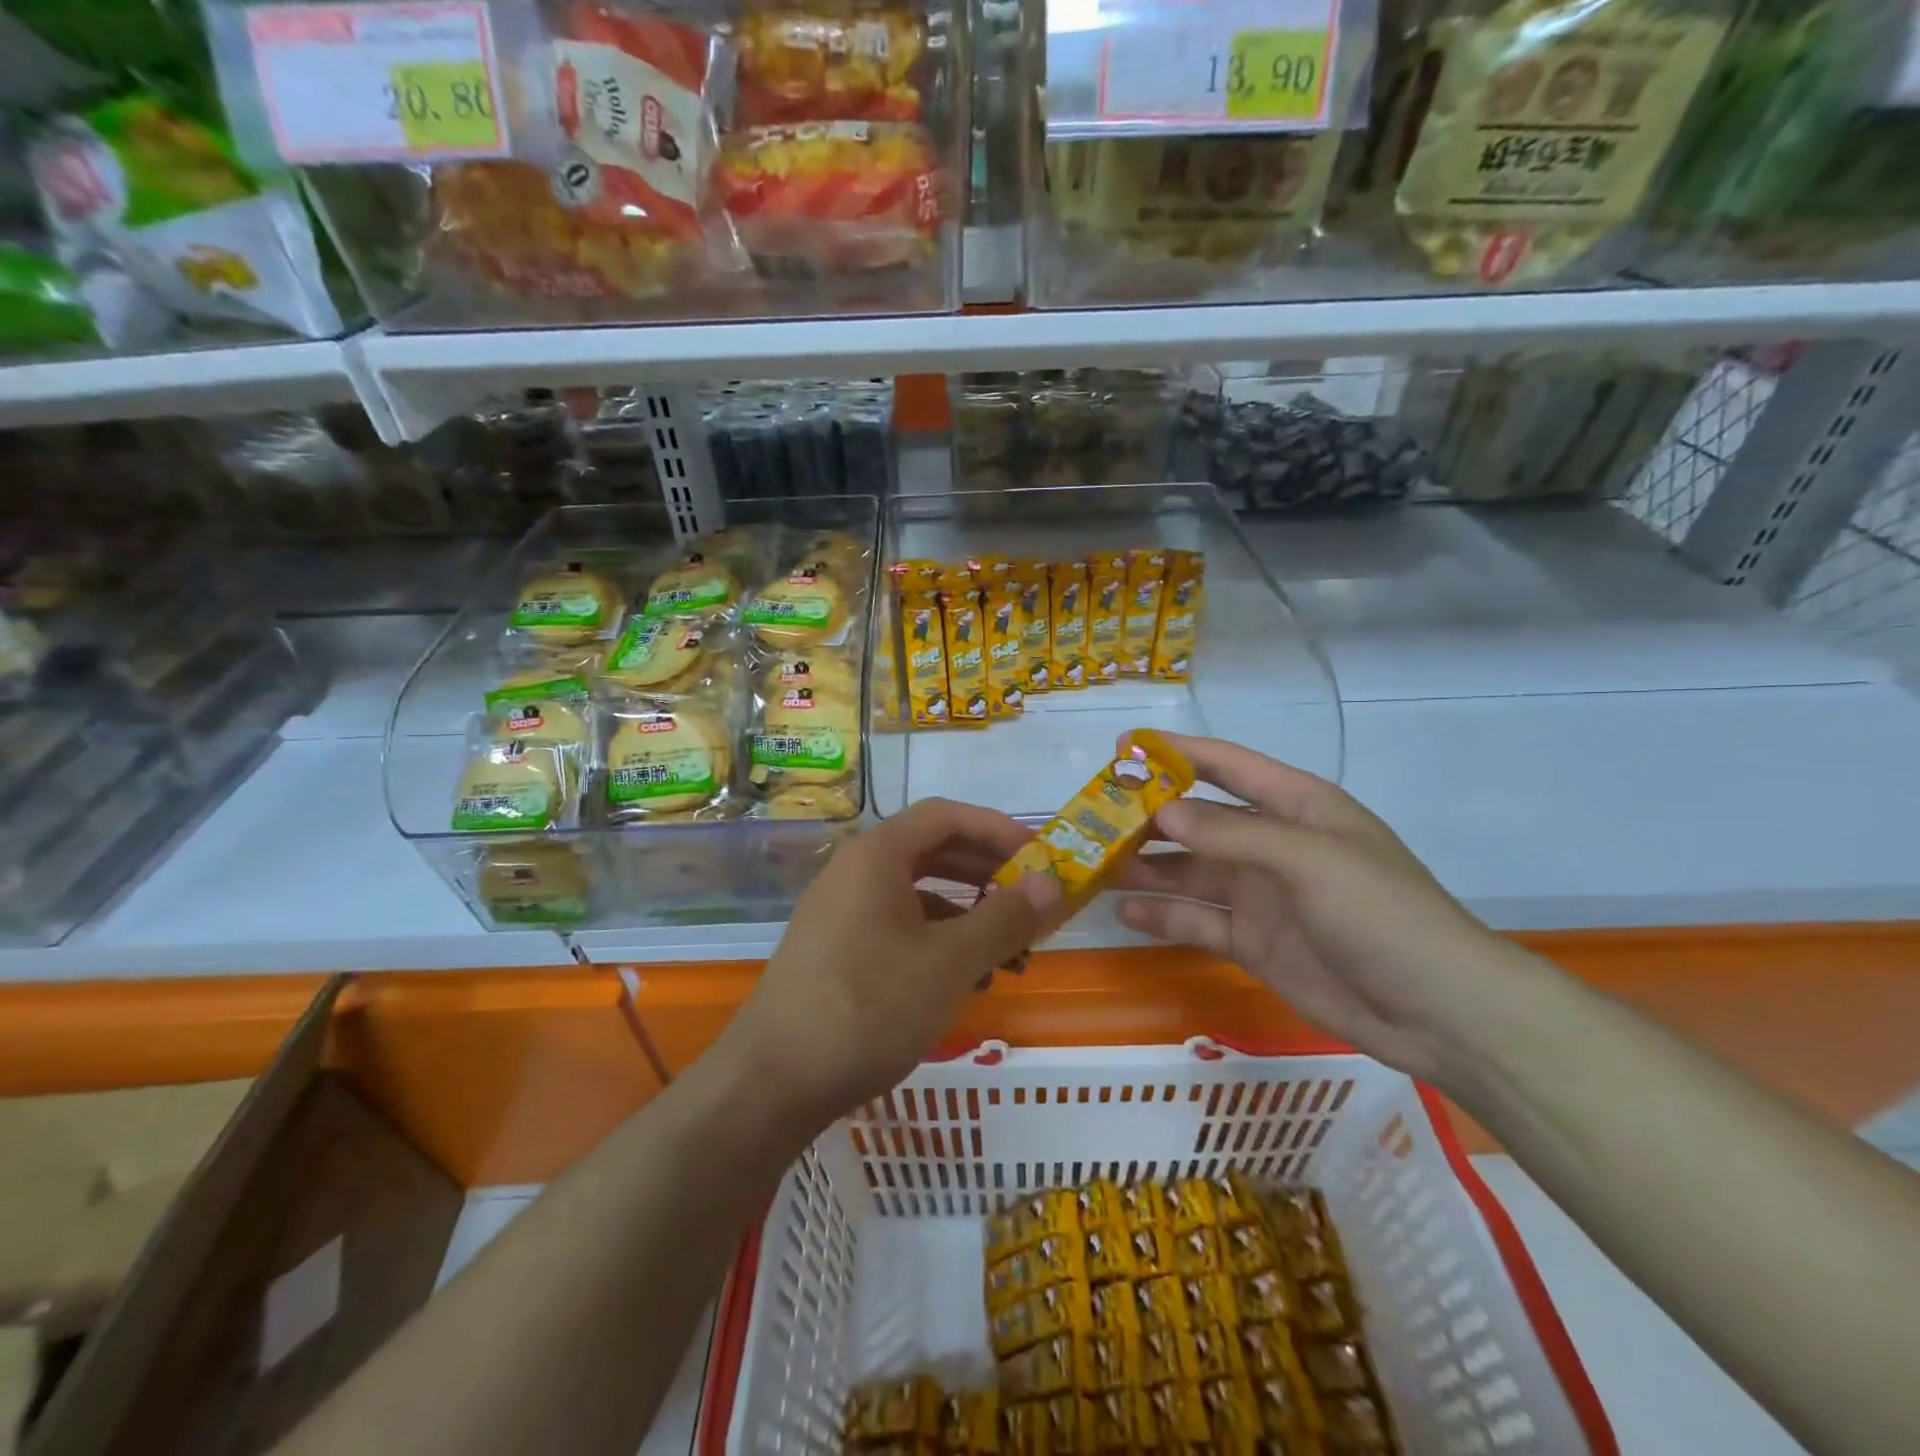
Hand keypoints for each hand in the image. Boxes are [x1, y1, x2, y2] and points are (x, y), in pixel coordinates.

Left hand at [725, 798, 1056, 1118]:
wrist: (771, 1084)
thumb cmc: (867, 1008)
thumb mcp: (948, 964)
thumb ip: (1004, 919)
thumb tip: (1053, 883)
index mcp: (877, 856)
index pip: (947, 816)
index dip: (999, 830)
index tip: (1041, 858)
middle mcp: (855, 872)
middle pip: (933, 851)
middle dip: (988, 875)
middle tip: (1034, 903)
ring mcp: (841, 912)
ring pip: (918, 895)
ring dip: (968, 915)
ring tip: (1011, 953)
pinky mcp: (836, 951)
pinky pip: (899, 927)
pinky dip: (938, 943)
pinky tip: (966, 981)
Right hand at [1114, 734, 1543, 1084]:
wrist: (1438, 1012)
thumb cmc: (1382, 914)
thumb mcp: (1310, 860)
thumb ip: (1232, 836)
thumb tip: (1161, 811)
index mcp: (1296, 808)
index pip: (1227, 766)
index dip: (1177, 752)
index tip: (1123, 746)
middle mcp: (1271, 845)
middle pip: (1198, 821)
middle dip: (1148, 816)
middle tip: (1092, 817)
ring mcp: (1260, 896)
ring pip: (1190, 872)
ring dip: (1146, 867)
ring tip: (1094, 865)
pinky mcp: (1253, 942)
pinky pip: (1197, 921)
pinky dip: (1163, 916)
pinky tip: (1125, 913)